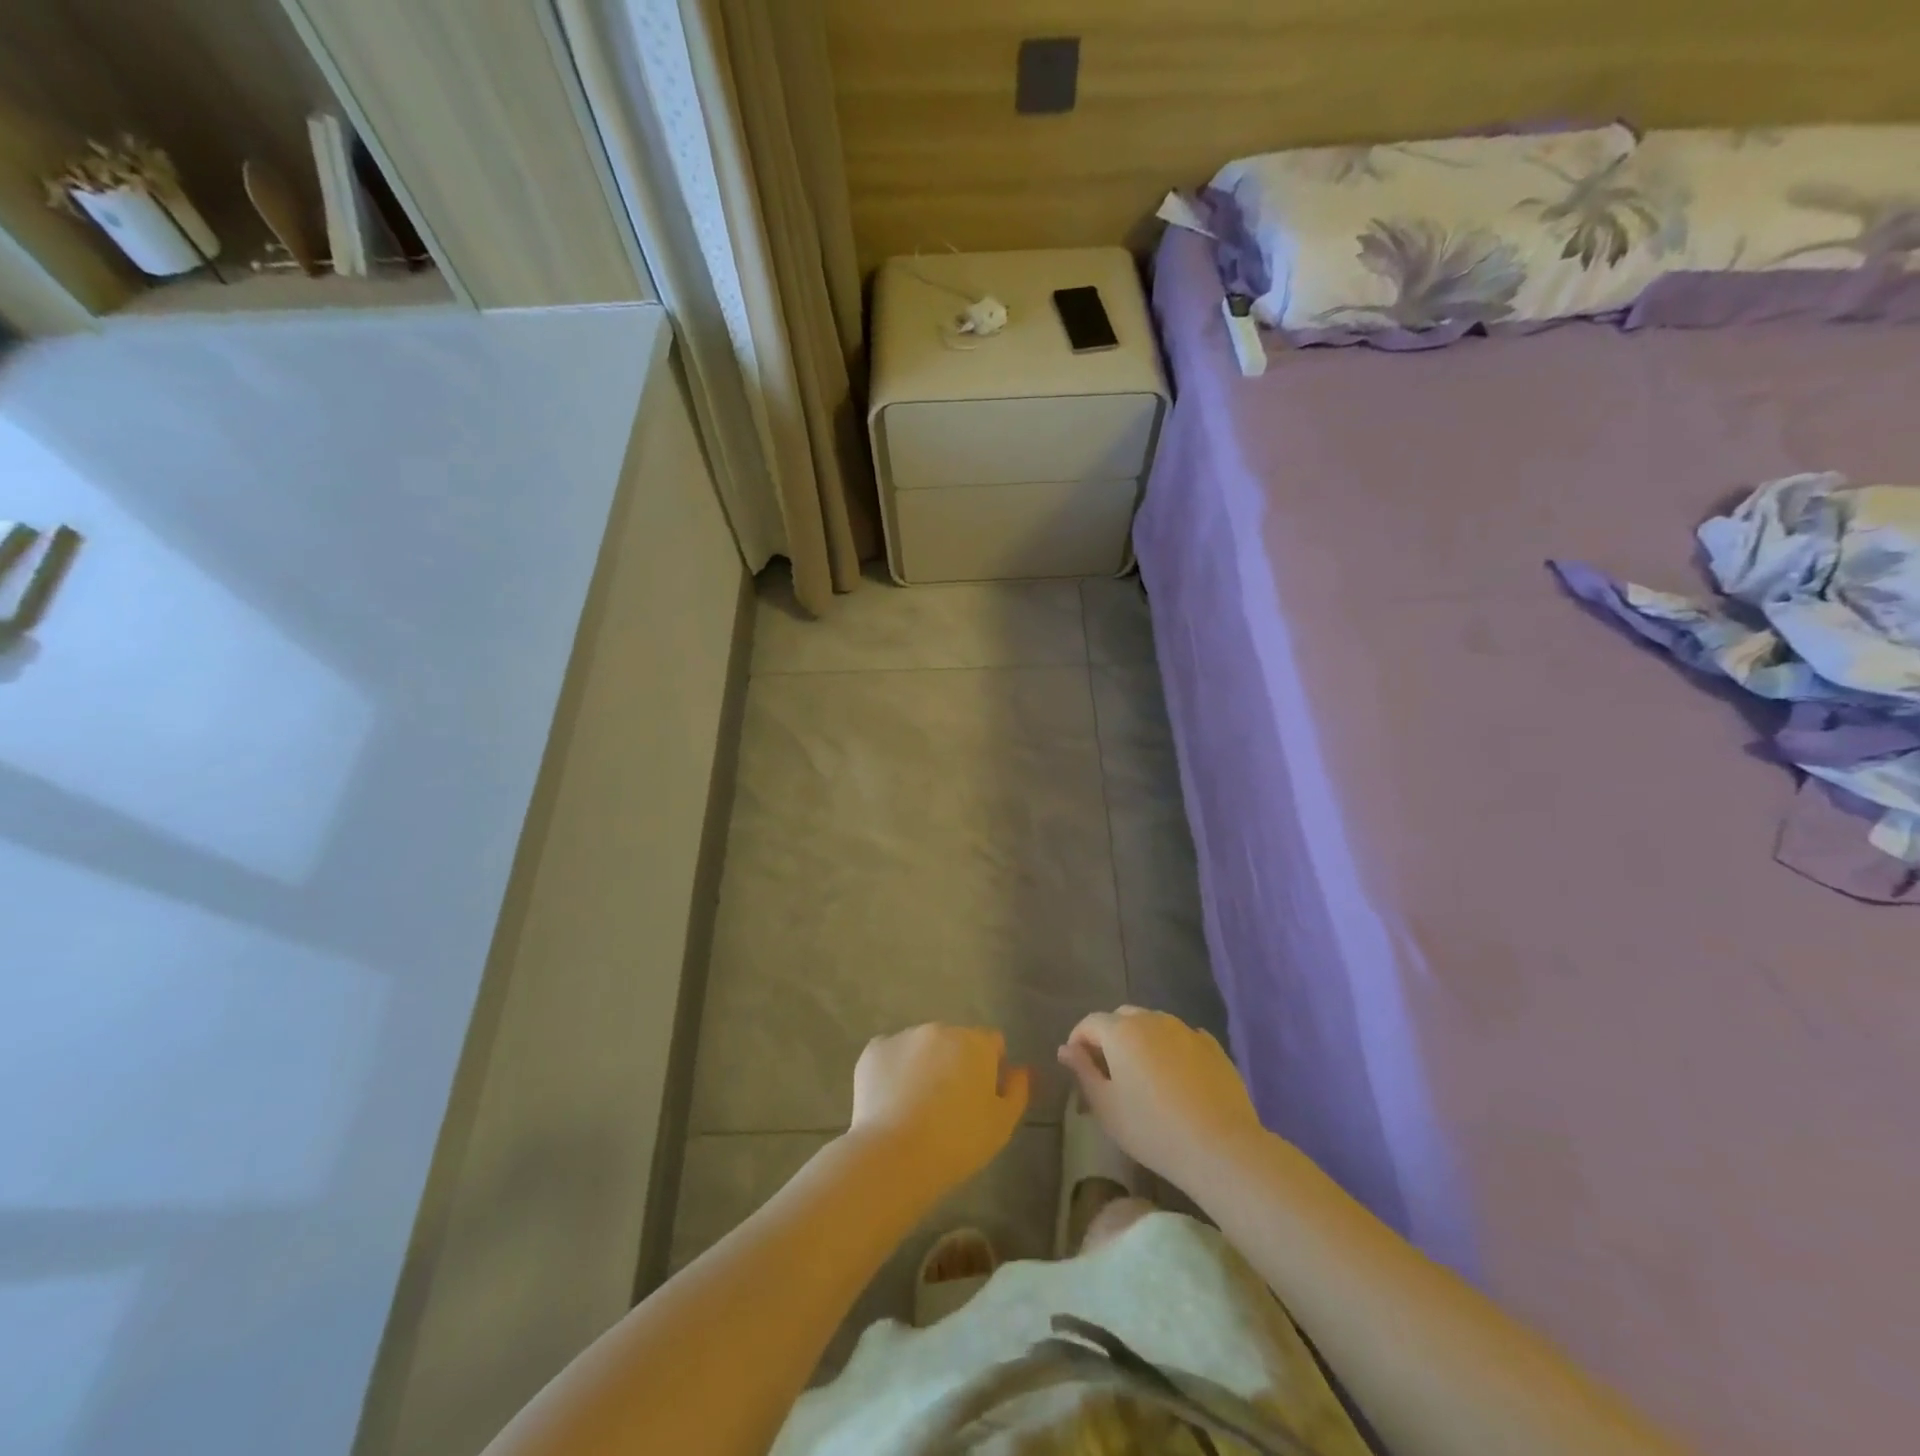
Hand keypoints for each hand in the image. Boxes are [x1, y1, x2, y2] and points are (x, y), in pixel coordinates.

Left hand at [848, 1025, 1029, 1200]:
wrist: (896, 1155)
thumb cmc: (958, 1142)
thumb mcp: (1002, 1123)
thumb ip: (1018, 1090)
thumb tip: (1021, 1069)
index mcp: (975, 1042)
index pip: (992, 1043)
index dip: (991, 1067)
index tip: (982, 1096)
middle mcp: (940, 1029)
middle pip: (955, 1041)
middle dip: (955, 1063)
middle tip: (949, 1104)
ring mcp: (904, 1036)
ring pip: (921, 1046)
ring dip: (925, 1064)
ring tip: (917, 1106)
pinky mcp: (874, 1050)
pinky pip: (890, 1055)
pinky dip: (893, 1070)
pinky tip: (892, 1100)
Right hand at [1058, 1007, 1263, 1186]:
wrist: (1220, 1147)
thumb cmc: (1152, 1129)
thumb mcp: (1105, 1106)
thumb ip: (1082, 1071)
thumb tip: (1066, 1049)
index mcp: (1121, 1031)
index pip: (1090, 1022)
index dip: (1078, 1040)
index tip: (1077, 1066)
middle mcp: (1152, 1019)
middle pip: (1122, 1018)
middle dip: (1109, 1037)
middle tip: (1109, 1072)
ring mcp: (1185, 1030)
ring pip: (1153, 1024)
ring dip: (1141, 1041)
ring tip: (1143, 1075)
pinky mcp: (1212, 1046)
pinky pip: (1181, 1038)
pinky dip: (1170, 1049)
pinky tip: (1175, 1078)